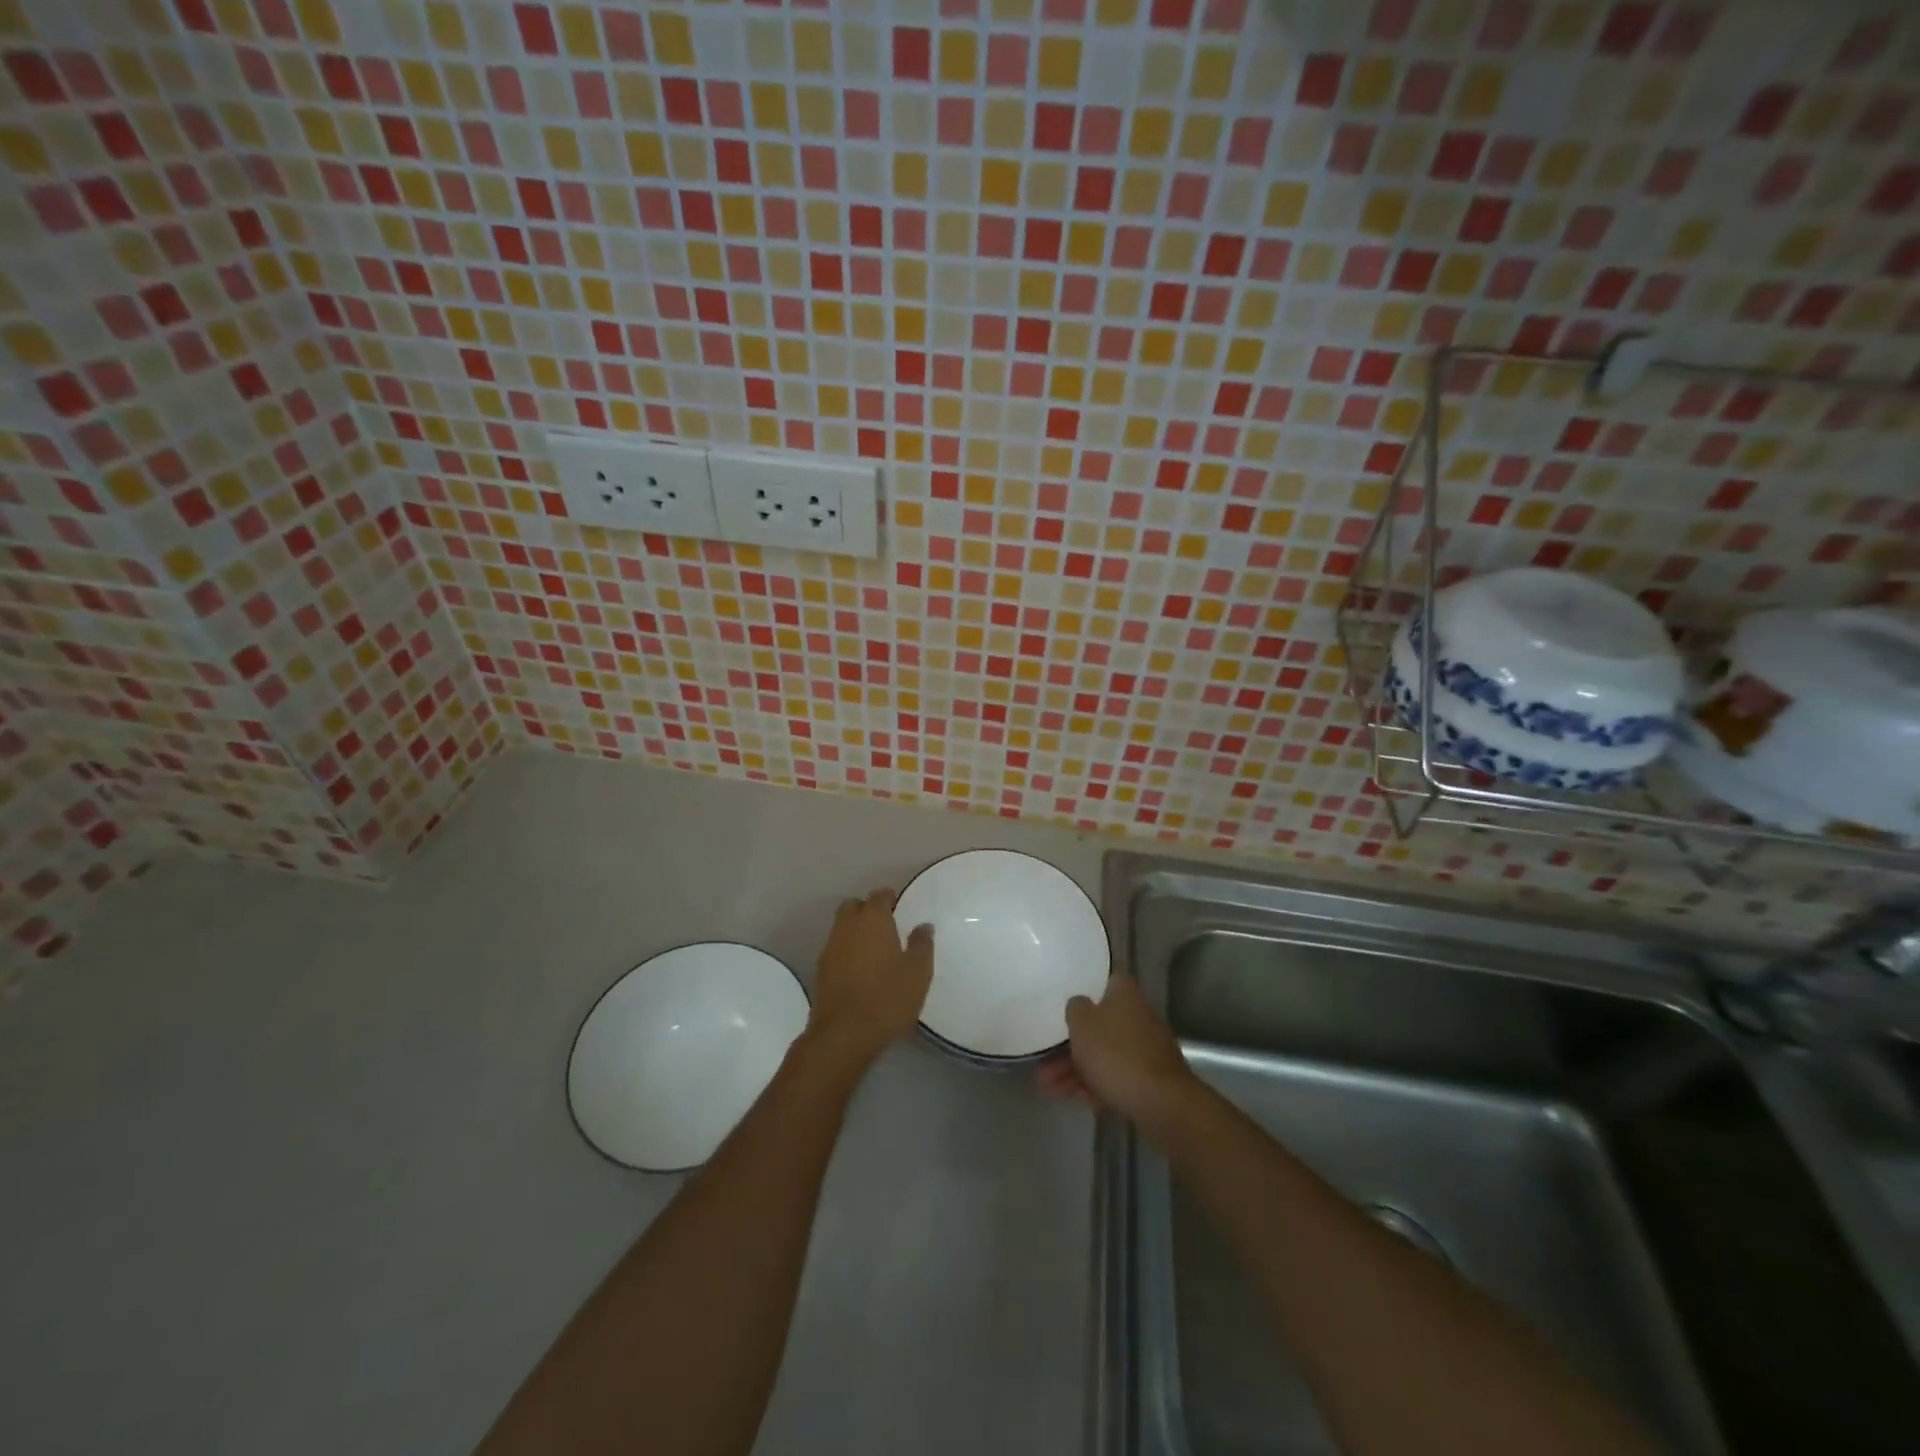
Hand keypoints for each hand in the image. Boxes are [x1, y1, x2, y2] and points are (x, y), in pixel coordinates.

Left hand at [809, 888, 932, 1063]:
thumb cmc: (887, 998)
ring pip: (842, 927)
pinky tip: (860, 968)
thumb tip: (923, 926)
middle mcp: (847, 926)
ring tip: (874, 949)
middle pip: (854, 906)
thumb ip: (922, 944)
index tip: (900, 907)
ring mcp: (830, 947)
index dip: (890, 898)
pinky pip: (836, 948)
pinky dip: (847, 950)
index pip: (879, 895)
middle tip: (886, 925)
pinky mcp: (820, 970)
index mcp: (872, 919)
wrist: (844, 1035)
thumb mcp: (918, 973)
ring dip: (855, 930)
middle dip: (868, 910)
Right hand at [1037, 976, 1194, 1129]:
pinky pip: (1115, 1076)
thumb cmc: (1115, 1053)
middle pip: (1099, 1025)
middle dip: (1069, 1045)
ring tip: (1047, 1087)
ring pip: (1104, 1054)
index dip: (1084, 992)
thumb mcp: (1082, 1023)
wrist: (1160, 1102)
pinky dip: (1094, 1084)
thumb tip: (1079, 1004)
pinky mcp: (1149, 1079)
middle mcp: (1138, 1016)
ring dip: (1075, 1069)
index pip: (1105, 983)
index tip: (1064, 1007)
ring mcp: (1145, 1049)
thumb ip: (1075, 1008)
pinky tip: (1072, 1098)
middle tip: (1044, 1062)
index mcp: (1125, 995)